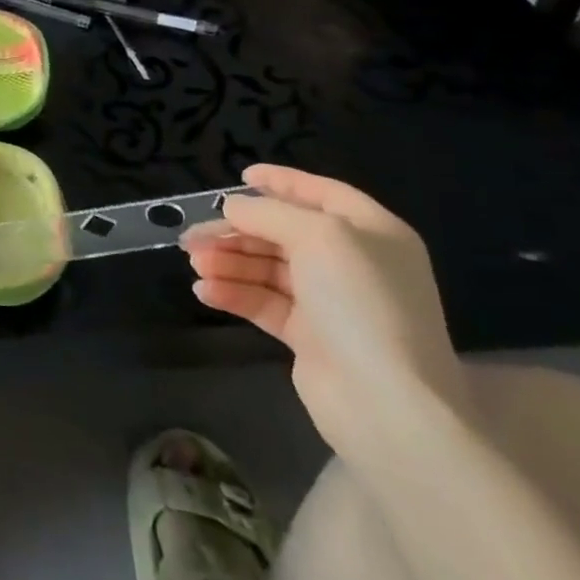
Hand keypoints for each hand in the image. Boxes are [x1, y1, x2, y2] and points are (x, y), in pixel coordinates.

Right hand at [181, 164, 467, 455]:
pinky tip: (205, 291)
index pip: (322, 194)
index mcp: (371, 233)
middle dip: (238, 231)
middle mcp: (353, 263)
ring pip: (268, 268)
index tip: (241, 176)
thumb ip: (269, 213)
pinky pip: (264, 302)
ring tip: (196, 264)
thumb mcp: (318, 236)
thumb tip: (233, 207)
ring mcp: (331, 302)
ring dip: (229, 262)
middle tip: (194, 235)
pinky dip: (234, 293)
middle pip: (284, 233)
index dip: (283, 182)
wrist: (386, 403)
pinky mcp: (310, 337)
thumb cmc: (360, 303)